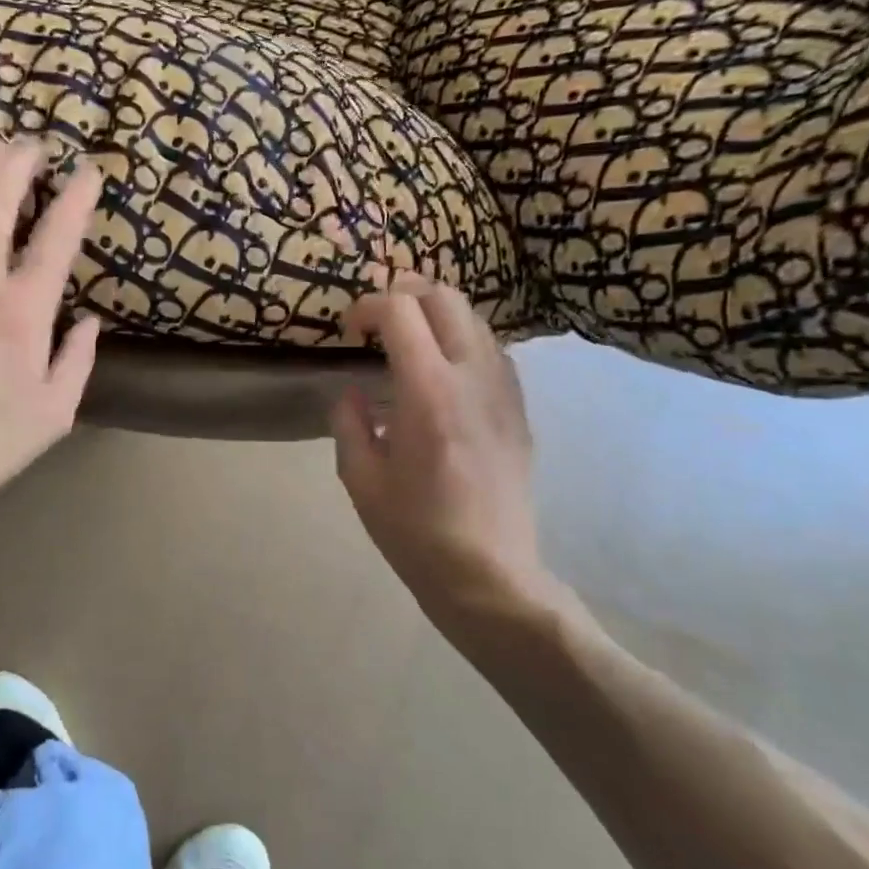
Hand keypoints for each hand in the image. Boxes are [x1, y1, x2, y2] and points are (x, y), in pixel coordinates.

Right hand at [331, 278, 584, 638]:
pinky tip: (442, 373)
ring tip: (408, 342)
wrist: (487, 575)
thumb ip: (348, 421)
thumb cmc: (414, 531)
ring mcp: (504, 391)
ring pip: (474, 318)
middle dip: (403, 293)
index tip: (348, 330)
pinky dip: (462, 341)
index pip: (399, 310)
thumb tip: (353, 391)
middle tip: (377, 320)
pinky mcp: (519, 410)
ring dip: (435, 315)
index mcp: (427, 392)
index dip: (366, 306)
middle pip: (444, 296)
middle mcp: (473, 377)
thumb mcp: (359, 478)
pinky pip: (493, 350)